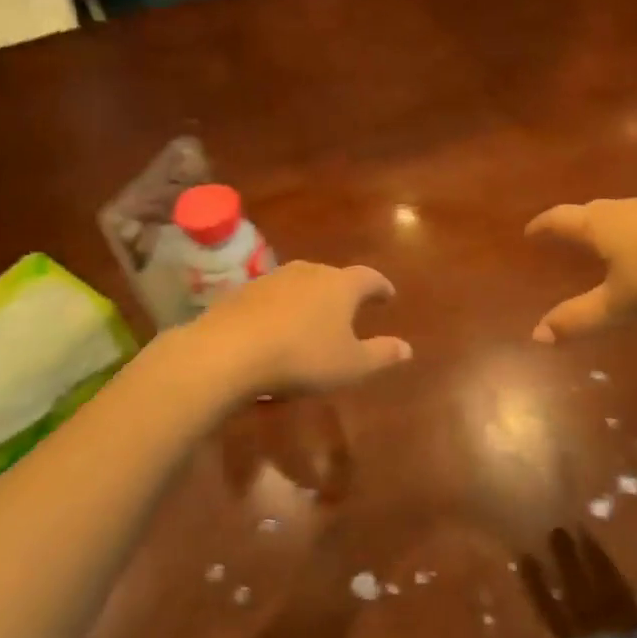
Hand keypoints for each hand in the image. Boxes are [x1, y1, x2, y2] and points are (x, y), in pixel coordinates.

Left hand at [187, 261, 411, 396]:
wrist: (229, 351)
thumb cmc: (302, 358)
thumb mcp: (350, 366)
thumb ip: (381, 355)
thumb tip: (407, 348)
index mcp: (341, 285)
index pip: (369, 278)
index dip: (381, 287)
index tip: (388, 296)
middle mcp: (309, 272)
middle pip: (333, 277)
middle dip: (344, 292)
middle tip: (350, 308)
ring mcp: (272, 278)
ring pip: (300, 284)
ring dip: (310, 299)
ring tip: (313, 320)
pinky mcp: (243, 292)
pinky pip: (272, 298)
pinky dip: (281, 310)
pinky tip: (277, 330)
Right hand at [526, 198, 636, 342]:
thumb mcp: (620, 303)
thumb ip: (579, 318)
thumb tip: (537, 336)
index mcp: (599, 225)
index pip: (560, 219)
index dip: (543, 226)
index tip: (529, 232)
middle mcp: (623, 209)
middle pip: (589, 211)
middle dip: (572, 223)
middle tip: (562, 234)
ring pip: (620, 213)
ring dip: (604, 225)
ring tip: (601, 240)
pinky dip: (633, 231)